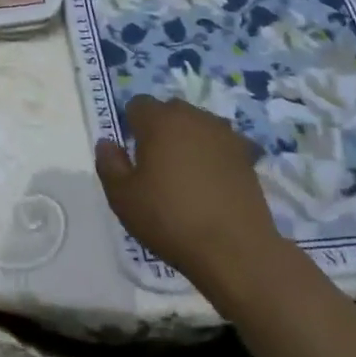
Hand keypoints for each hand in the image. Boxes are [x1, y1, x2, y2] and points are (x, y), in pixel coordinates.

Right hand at [95, 95, 286, 285]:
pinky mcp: (247, 157)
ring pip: (197, 126)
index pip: (137, 105)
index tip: (133, 157)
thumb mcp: (122, 197)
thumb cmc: (170, 219)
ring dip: (189, 141)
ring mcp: (225, 135)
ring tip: (187, 176)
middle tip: (157, 167)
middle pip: (169, 112)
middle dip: (160, 130)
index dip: (131, 127)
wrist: (236, 251)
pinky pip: (221, 146)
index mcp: (160, 119)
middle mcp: (193, 116)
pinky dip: (214, 157)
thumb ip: (109, 163)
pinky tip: (213, 184)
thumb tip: (107, 143)